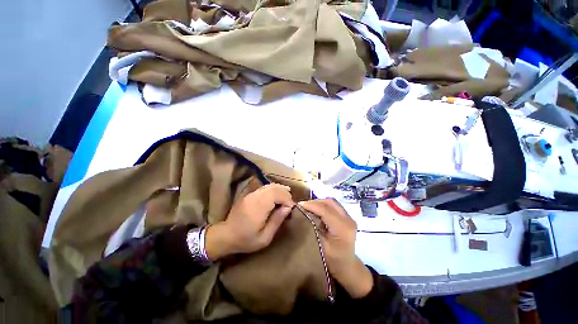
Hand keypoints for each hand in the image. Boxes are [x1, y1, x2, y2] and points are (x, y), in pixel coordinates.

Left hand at [205, 184, 294, 260]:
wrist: (226, 235)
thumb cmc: (246, 239)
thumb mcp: (265, 238)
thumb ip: (277, 221)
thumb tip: (288, 207)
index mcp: (258, 207)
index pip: (277, 195)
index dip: (287, 199)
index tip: (291, 209)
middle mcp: (255, 197)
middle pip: (274, 188)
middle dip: (285, 194)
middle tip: (290, 204)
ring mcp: (251, 194)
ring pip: (270, 186)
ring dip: (280, 190)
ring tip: (287, 198)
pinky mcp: (250, 194)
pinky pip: (265, 187)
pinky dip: (274, 189)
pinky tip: (278, 195)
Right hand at [299, 199, 372, 298]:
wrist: (347, 267)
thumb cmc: (333, 261)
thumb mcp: (320, 245)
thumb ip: (313, 228)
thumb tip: (303, 213)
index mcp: (342, 228)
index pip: (325, 210)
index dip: (311, 205)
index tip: (298, 205)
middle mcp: (348, 219)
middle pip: (329, 203)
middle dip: (314, 202)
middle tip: (303, 205)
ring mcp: (349, 217)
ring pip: (332, 202)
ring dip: (319, 202)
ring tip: (308, 207)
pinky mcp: (347, 217)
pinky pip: (334, 205)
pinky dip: (324, 205)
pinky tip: (317, 209)